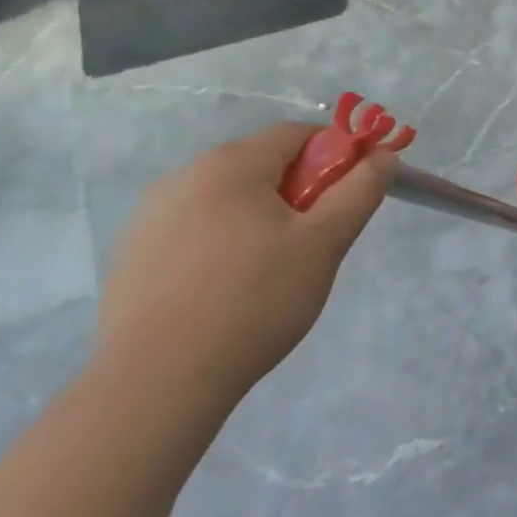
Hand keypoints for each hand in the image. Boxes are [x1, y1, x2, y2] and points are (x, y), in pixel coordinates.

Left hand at [96, 123, 394, 408]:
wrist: (157, 382)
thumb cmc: (254, 299)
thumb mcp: (325, 242)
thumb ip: (360, 190)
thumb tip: (382, 156)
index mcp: (231, 165)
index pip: (298, 134)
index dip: (337, 155)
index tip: (350, 197)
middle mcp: (185, 177)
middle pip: (263, 164)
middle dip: (300, 191)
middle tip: (316, 241)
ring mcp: (151, 217)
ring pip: (230, 200)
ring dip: (263, 218)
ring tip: (273, 272)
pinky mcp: (134, 256)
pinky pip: (197, 230)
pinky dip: (225, 244)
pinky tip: (230, 291)